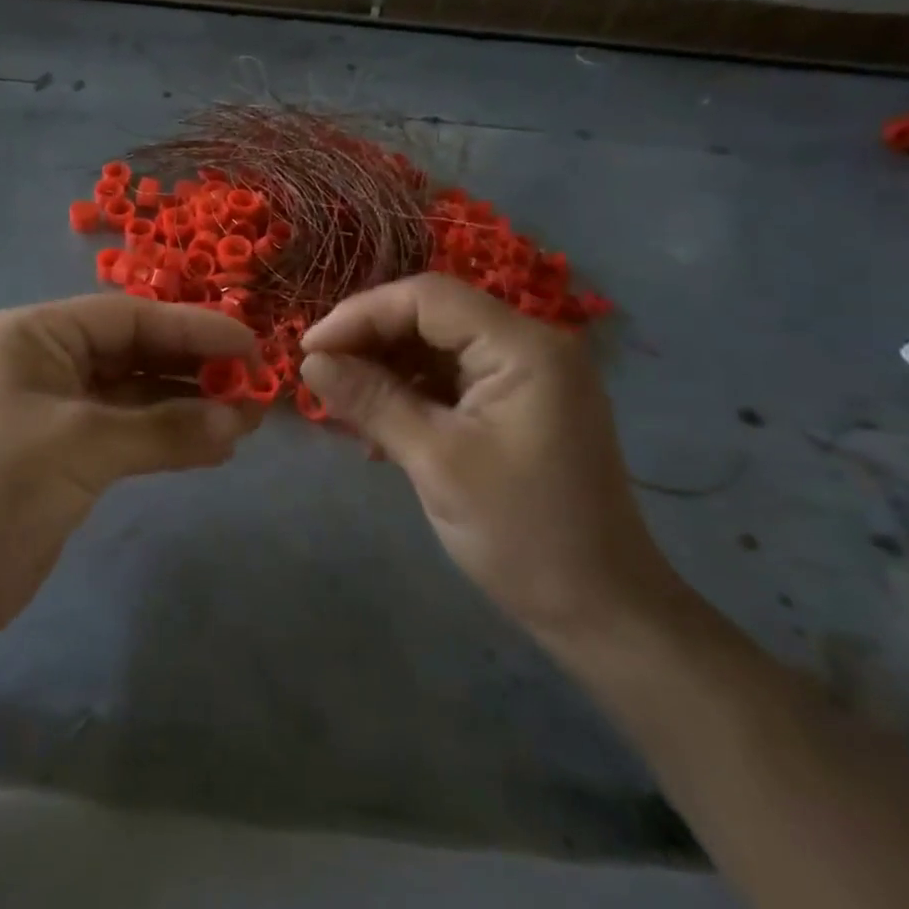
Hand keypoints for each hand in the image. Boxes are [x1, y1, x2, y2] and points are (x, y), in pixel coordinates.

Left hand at [0, 295, 260, 639]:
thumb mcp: (86, 443)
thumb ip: (166, 429)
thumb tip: (238, 422)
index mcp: (37, 334)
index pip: (129, 318)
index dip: (193, 329)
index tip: (250, 346)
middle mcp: (47, 362)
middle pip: (136, 352)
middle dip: (195, 368)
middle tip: (255, 387)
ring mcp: (58, 411)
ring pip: (137, 396)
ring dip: (189, 407)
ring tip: (246, 421)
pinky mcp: (67, 456)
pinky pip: (130, 434)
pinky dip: (169, 438)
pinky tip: (215, 447)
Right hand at [299, 274, 681, 644]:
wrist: (599, 610)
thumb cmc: (521, 533)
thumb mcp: (436, 462)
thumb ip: (372, 401)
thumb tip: (310, 361)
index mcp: (523, 347)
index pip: (427, 298)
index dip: (360, 314)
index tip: (308, 350)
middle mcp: (528, 346)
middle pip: (431, 317)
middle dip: (369, 341)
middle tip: (318, 376)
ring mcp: (524, 377)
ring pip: (435, 348)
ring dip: (384, 370)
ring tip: (340, 404)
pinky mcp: (515, 407)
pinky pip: (449, 381)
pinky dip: (408, 395)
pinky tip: (377, 426)